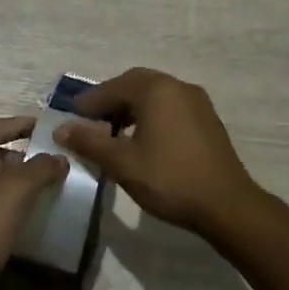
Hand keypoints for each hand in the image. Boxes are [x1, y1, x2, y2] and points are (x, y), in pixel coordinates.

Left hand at [0, 116, 67, 289]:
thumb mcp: (13, 192)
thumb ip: (39, 169)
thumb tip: (59, 158)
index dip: (22, 123)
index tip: (51, 127)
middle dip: (27, 151)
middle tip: (58, 156)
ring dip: (23, 177)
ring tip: (54, 182)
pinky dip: (16, 200)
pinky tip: (36, 211)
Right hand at [54, 68, 265, 238]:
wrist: (226, 205)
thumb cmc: (170, 180)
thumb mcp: (122, 163)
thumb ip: (89, 142)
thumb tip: (61, 128)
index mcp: (156, 90)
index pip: (113, 87)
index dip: (89, 102)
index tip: (71, 118)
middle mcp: (177, 86)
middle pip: (135, 84)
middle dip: (111, 100)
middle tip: (91, 122)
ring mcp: (196, 101)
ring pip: (155, 94)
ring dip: (131, 107)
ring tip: (113, 133)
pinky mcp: (207, 118)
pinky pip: (170, 106)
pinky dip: (151, 114)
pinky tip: (143, 139)